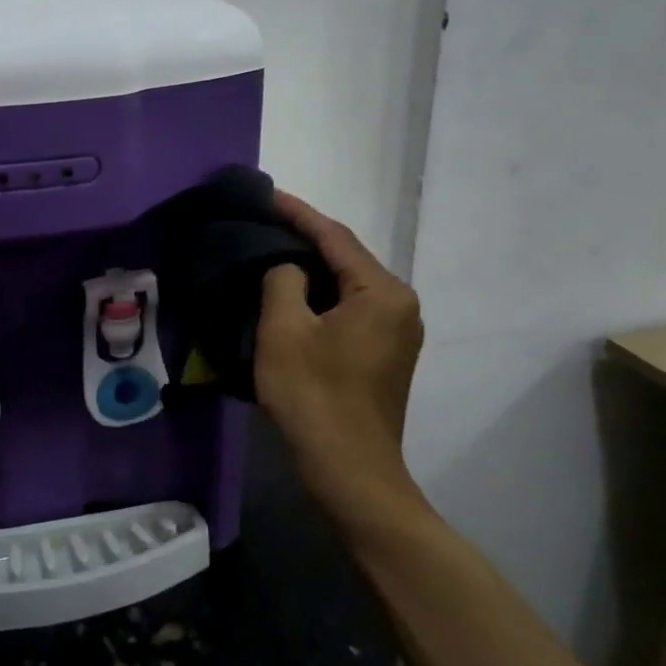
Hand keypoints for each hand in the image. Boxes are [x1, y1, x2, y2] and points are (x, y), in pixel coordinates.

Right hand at [254, 192, 427, 537]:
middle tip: (264, 222)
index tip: (267, 195)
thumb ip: (283, 280)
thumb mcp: (284, 329)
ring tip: (272, 250)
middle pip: (347, 258)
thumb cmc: (314, 395)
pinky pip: (351, 308)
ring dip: (312, 268)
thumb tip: (288, 269)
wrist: (350, 470)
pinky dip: (321, 295)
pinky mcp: (386, 355)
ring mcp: (398, 332)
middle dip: (305, 238)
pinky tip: (292, 293)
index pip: (335, 237)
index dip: (297, 213)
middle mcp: (401, 304)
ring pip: (348, 285)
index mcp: (383, 292)